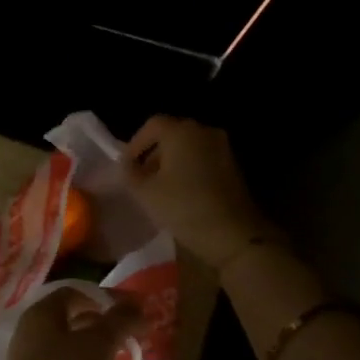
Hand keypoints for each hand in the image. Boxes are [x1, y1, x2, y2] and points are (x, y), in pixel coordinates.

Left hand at [0, 288, 142, 359]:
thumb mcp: (100, 343)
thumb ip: (121, 321)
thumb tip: (139, 305)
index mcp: (42, 312)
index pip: (75, 293)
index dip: (104, 299)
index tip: (130, 314)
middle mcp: (31, 332)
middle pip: (71, 320)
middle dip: (102, 328)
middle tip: (129, 340)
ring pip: (68, 349)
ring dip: (94, 354)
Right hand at [123, 115, 276, 269]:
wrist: (233, 234)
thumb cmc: (183, 207)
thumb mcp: (144, 192)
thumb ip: (130, 173)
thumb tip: (128, 164)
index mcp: (181, 132)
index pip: (152, 125)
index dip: (135, 143)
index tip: (126, 165)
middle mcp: (204, 132)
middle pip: (172, 134)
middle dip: (153, 153)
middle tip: (140, 177)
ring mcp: (223, 148)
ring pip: (189, 147)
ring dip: (171, 162)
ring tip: (159, 187)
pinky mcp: (233, 166)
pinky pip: (203, 159)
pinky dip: (189, 169)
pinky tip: (181, 192)